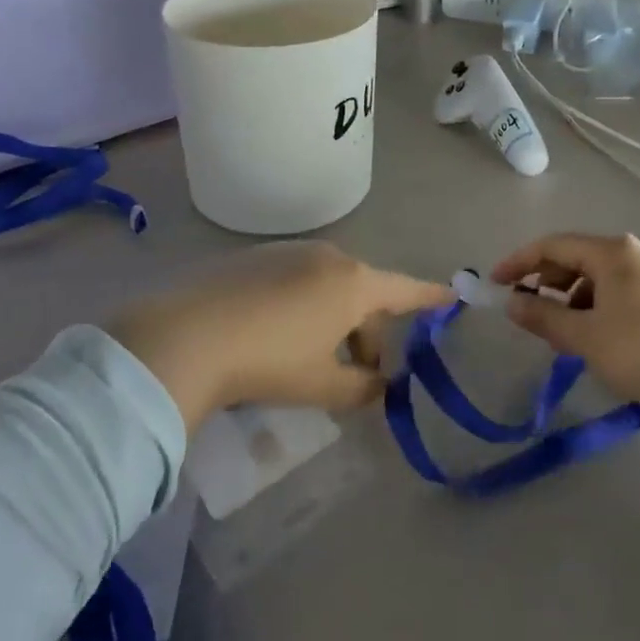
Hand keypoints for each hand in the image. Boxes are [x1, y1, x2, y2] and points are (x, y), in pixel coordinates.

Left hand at [109, 242, 448, 428]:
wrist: (188, 334)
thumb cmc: (269, 360)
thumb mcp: (321, 385)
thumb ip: (360, 389)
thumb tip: (378, 387)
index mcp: (353, 284)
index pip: (404, 290)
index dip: (429, 297)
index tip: (452, 295)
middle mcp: (328, 257)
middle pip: (365, 294)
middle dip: (369, 334)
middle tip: (358, 377)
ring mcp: (290, 251)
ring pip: (330, 286)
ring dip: (335, 320)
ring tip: (313, 360)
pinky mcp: (257, 256)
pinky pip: (298, 279)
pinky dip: (305, 306)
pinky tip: (277, 335)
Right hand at [490, 233, 639, 417]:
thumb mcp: (584, 336)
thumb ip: (543, 316)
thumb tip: (511, 303)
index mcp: (611, 252)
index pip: (553, 246)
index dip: (519, 262)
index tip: (494, 283)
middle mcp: (631, 253)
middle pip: (575, 258)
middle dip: (545, 282)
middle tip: (525, 310)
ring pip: (595, 278)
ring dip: (569, 299)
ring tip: (559, 333)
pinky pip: (615, 291)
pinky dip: (593, 308)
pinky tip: (591, 338)